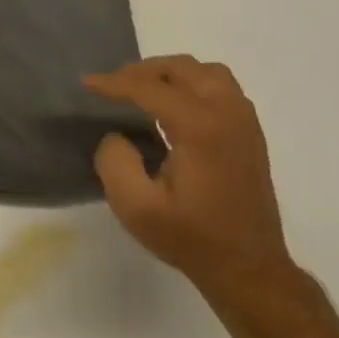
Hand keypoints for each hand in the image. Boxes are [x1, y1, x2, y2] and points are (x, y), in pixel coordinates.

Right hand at [85, 56, 296, 308]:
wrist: (249, 268)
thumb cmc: (191, 238)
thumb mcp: (136, 207)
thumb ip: (115, 162)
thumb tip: (118, 136)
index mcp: (200, 129)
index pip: (150, 88)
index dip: (114, 83)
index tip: (87, 84)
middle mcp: (227, 115)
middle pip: (183, 68)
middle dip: (144, 71)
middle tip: (115, 86)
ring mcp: (245, 123)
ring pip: (208, 72)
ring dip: (172, 74)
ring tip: (145, 90)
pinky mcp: (251, 135)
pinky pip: (223, 89)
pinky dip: (194, 85)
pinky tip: (175, 108)